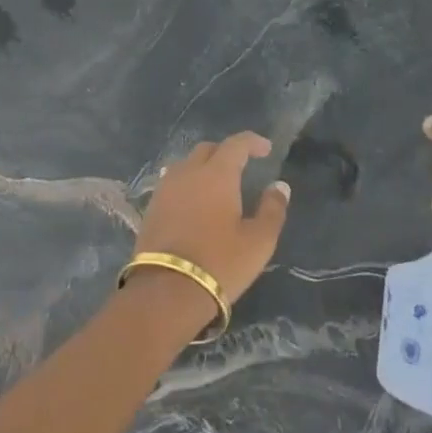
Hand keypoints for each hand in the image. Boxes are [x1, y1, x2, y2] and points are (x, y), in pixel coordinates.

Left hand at [134, 133, 290, 311]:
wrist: (166, 290)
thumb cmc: (220, 262)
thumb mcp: (259, 240)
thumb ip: (273, 209)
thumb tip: (279, 186)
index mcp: (216, 174)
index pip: (235, 144)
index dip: (252, 142)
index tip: (266, 149)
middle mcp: (188, 173)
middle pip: (207, 149)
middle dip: (226, 152)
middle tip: (242, 166)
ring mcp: (165, 189)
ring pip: (186, 165)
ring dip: (203, 167)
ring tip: (217, 185)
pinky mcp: (152, 208)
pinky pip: (173, 183)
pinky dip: (188, 184)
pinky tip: (195, 202)